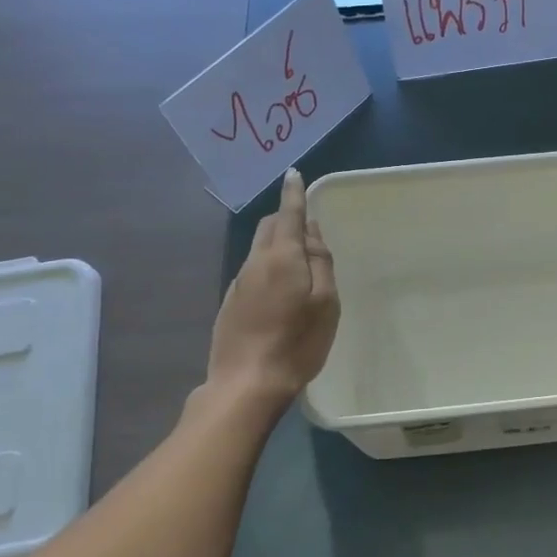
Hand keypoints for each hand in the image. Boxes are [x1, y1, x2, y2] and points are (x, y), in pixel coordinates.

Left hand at [207, 168, 339, 404]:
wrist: (246, 383)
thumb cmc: (297, 342)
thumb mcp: (326, 302)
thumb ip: (320, 262)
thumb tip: (311, 231)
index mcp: (281, 256)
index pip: (288, 213)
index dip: (294, 193)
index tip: (293, 173)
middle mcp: (255, 262)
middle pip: (269, 227)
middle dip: (286, 217)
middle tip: (307, 228)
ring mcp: (238, 282)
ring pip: (259, 248)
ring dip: (277, 243)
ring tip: (298, 263)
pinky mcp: (230, 302)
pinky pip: (253, 270)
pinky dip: (268, 266)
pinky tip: (280, 290)